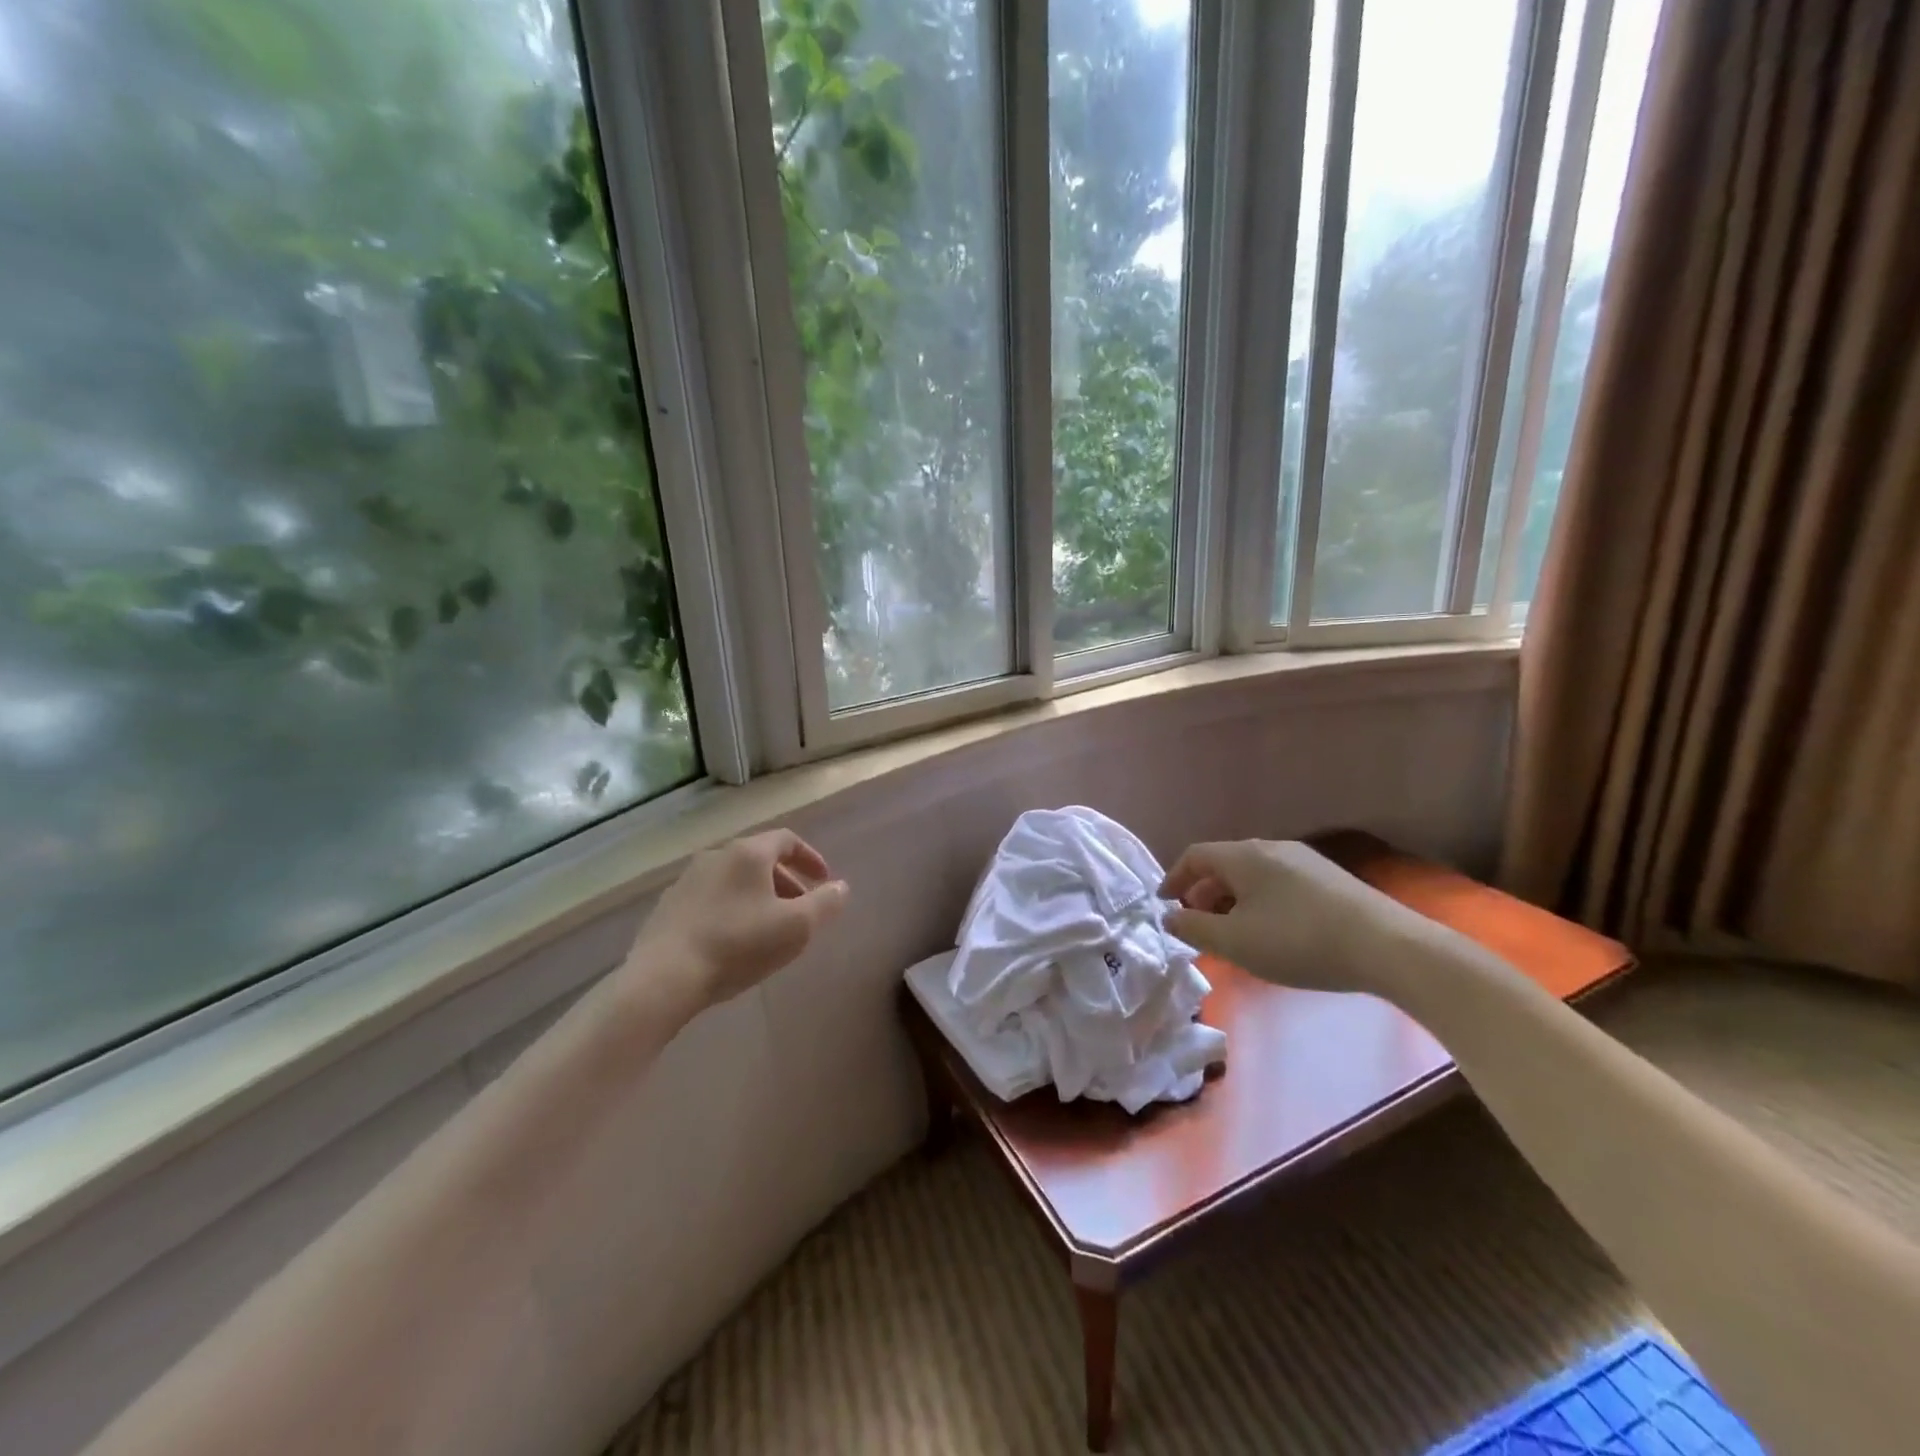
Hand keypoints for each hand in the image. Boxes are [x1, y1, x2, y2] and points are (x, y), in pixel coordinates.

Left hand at [629, 829, 849, 1013]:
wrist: (663, 978)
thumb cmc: (738, 945)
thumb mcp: (796, 927)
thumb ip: (825, 903)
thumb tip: (841, 887)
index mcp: (748, 853)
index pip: (787, 839)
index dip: (810, 857)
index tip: (824, 881)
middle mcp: (716, 856)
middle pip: (760, 859)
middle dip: (786, 881)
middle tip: (802, 909)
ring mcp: (687, 880)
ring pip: (734, 879)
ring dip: (759, 896)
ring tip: (770, 927)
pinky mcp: (668, 907)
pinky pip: (711, 898)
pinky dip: (732, 908)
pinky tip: (734, 940)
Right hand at [1160, 839, 1398, 994]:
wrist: (1386, 946)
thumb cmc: (1297, 940)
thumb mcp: (1235, 941)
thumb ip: (1194, 927)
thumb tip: (1170, 916)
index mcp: (1242, 856)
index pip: (1194, 855)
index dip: (1174, 878)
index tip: (1165, 905)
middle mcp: (1270, 847)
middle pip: (1224, 864)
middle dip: (1203, 893)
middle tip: (1197, 925)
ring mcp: (1303, 860)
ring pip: (1252, 875)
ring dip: (1232, 900)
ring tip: (1232, 933)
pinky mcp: (1329, 879)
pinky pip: (1278, 884)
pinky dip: (1260, 903)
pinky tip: (1272, 933)